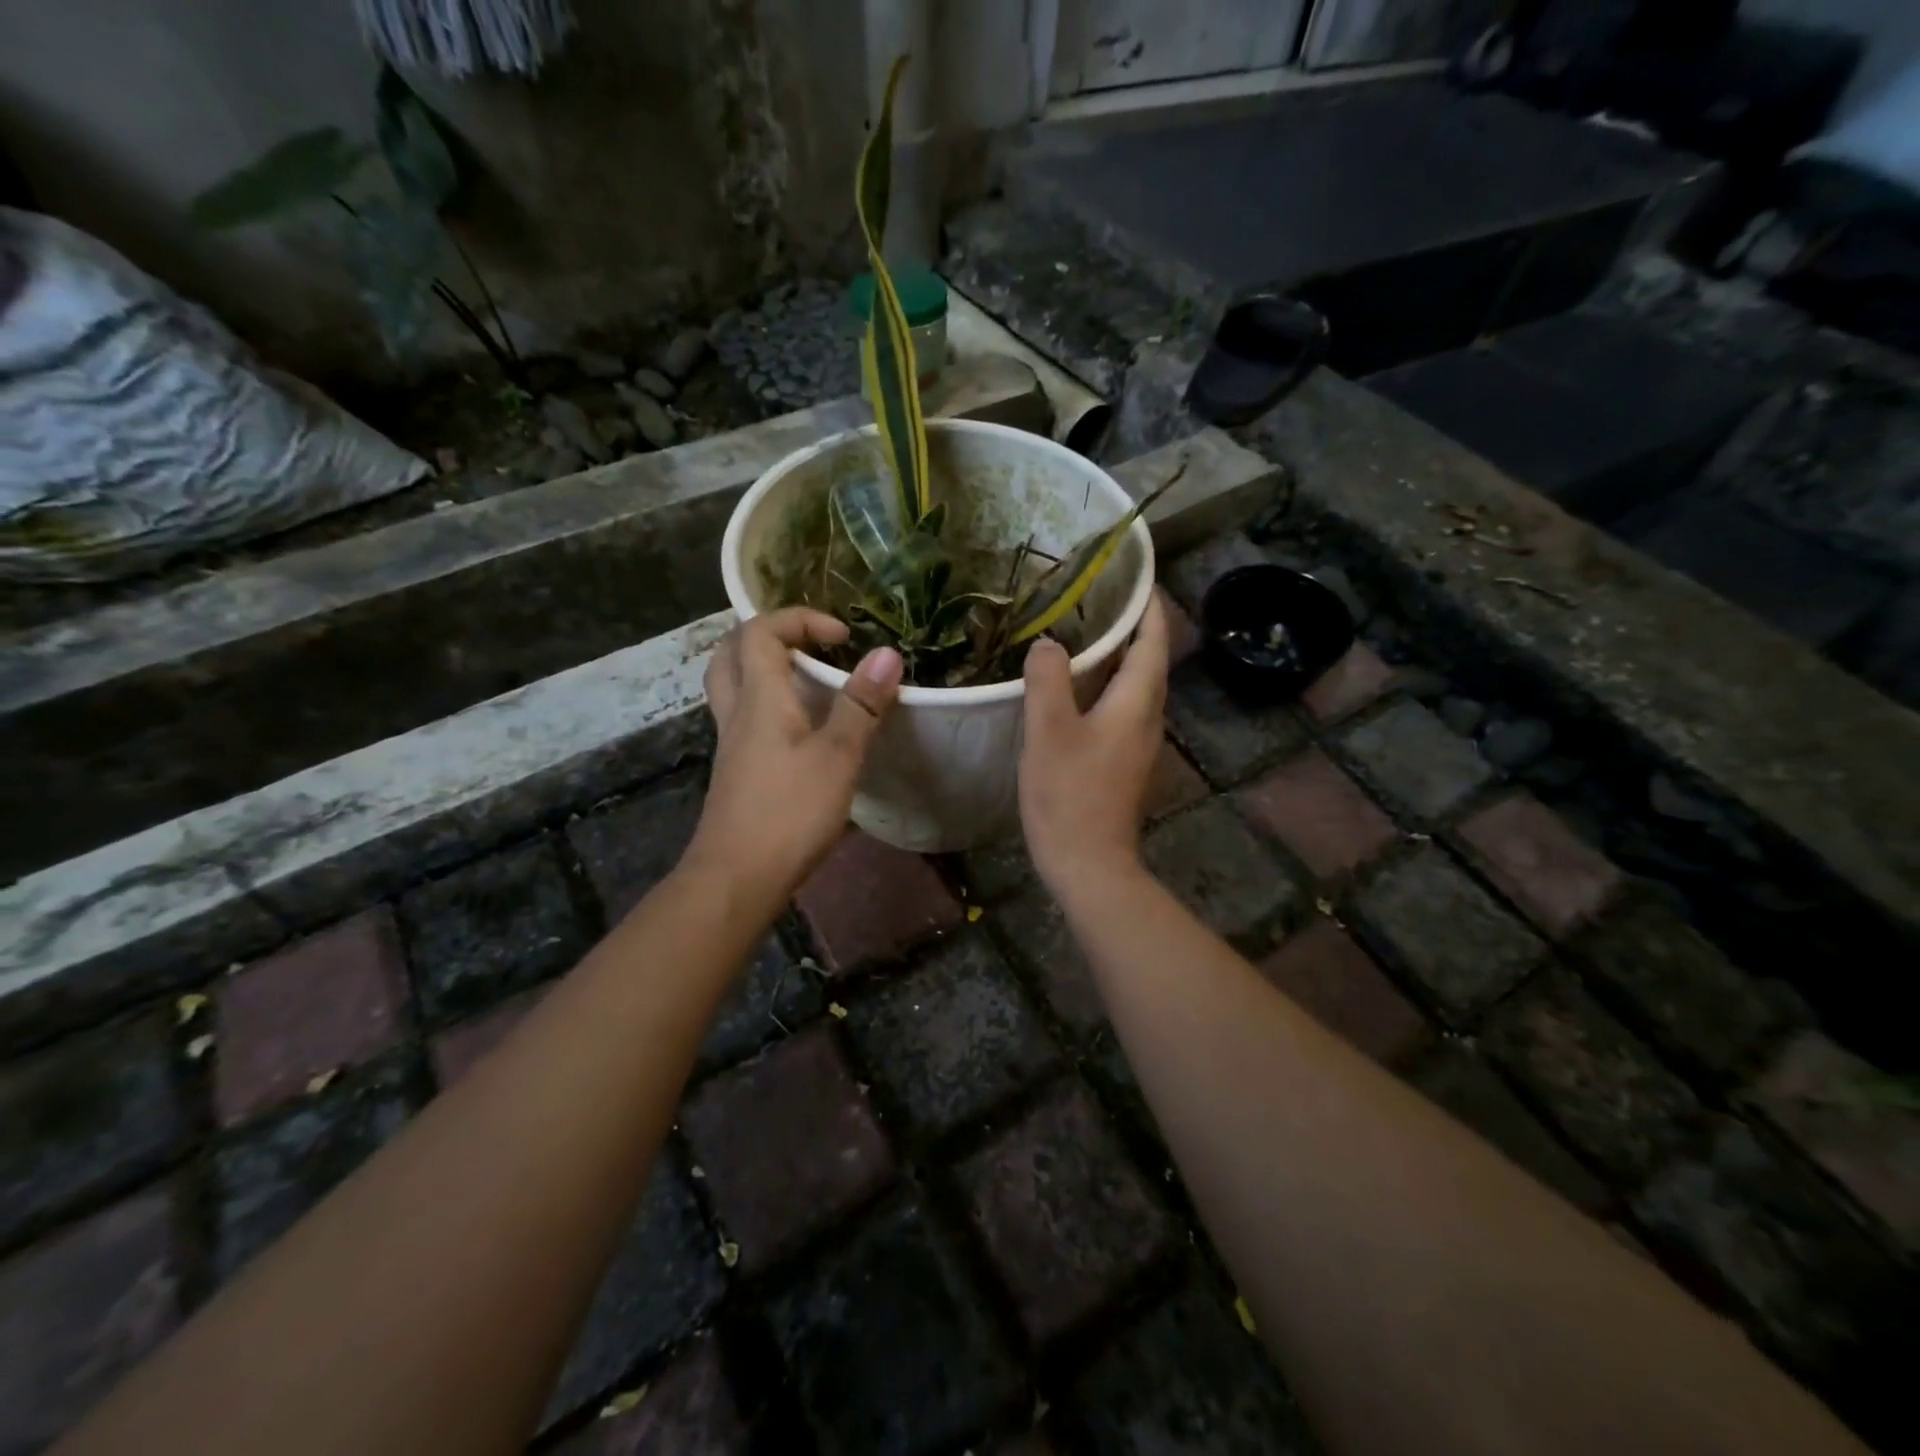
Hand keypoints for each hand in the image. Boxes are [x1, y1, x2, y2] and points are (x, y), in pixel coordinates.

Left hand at [687, 609, 902, 902]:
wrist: (737, 877)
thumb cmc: (789, 811)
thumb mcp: (837, 756)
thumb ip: (861, 705)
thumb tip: (887, 653)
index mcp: (759, 698)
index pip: (760, 632)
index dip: (799, 619)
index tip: (842, 636)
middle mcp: (737, 713)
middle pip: (730, 653)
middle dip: (767, 635)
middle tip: (808, 644)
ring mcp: (732, 744)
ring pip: (734, 687)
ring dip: (764, 669)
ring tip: (807, 679)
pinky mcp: (737, 771)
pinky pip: (746, 718)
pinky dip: (769, 705)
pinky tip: (802, 729)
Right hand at [1018, 592, 1169, 903]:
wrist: (1089, 864)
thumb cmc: (1070, 795)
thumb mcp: (1050, 732)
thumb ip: (1049, 680)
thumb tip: (1050, 643)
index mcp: (1137, 702)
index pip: (1153, 640)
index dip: (1148, 606)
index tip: (1134, 576)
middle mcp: (1148, 717)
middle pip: (1148, 660)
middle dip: (1130, 626)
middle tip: (1096, 598)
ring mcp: (1137, 742)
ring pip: (1133, 686)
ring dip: (1115, 657)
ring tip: (1081, 633)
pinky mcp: (1123, 762)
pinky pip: (1120, 708)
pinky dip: (1104, 685)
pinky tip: (1073, 688)